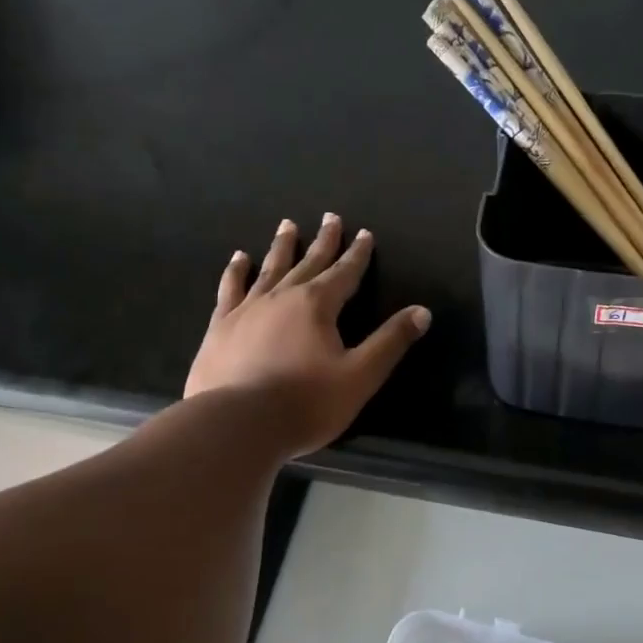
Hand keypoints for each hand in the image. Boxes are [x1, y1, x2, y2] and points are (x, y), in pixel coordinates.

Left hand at [186, 213, 430, 456]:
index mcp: (318, 305)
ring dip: (282, 247)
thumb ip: (390, 342)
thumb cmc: (306, 403)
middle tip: (330, 217)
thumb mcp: (360, 376)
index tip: (364, 233)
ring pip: (269, 269)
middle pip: (308, 262)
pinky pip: (231, 289)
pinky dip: (237, 272)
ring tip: (287, 226)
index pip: (345, 272)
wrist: (237, 424)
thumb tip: (422, 312)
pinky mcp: (221, 326)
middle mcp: (282, 297)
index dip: (357, 254)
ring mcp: (247, 309)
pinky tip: (239, 259)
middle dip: (323, 241)